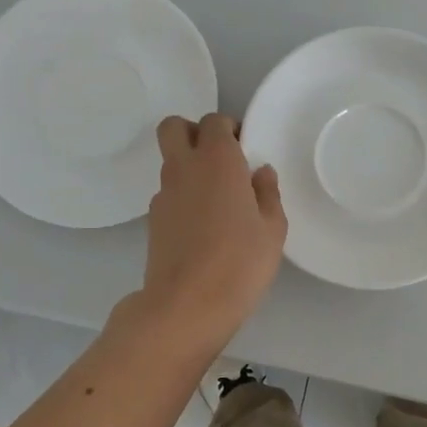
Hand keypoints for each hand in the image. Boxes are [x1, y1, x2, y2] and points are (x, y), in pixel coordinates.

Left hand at [137, 113, 286, 350]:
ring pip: (170, 162)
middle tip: (220, 159)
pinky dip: (184, 197)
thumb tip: (260, 173)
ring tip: (218, 202)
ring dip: (190, 168)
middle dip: (194, 132)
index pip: (214, 121)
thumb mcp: (272, 229)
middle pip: (174, 127)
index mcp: (217, 160)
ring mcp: (163, 194)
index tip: (245, 150)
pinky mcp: (153, 221)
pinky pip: (169, 194)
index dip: (229, 129)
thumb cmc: (240, 262)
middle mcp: (184, 167)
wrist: (187, 305)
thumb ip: (267, 193)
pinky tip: (204, 228)